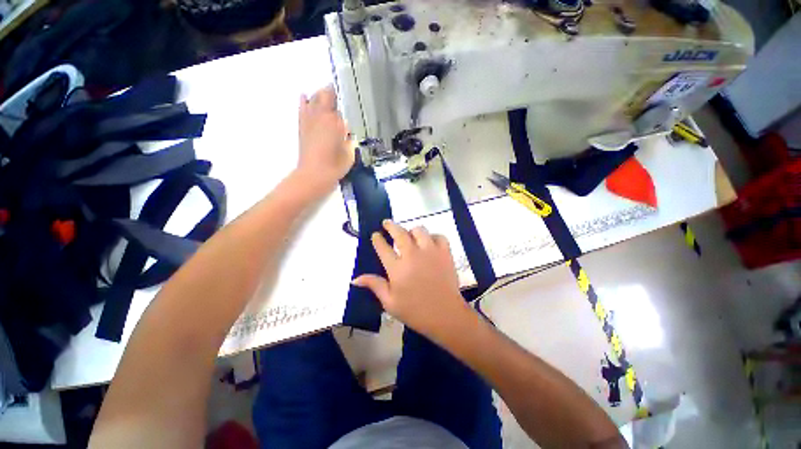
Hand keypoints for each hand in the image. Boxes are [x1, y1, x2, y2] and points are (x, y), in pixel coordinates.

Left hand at [295, 85, 353, 195]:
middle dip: (331, 93)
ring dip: (320, 95)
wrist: (314, 174)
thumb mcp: (349, 153)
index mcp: (336, 123)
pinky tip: (305, 95)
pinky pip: (302, 109)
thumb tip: (346, 131)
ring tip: (325, 94)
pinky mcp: (302, 126)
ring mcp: (310, 120)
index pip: (341, 107)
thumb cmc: (335, 166)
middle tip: (337, 94)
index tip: (348, 99)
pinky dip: (304, 101)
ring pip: (314, 100)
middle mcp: (322, 117)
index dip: (344, 102)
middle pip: (326, 97)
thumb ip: (349, 139)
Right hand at [353, 220, 471, 336]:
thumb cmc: (415, 311)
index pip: (383, 247)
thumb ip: (375, 285)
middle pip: (399, 233)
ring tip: (409, 235)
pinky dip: (433, 236)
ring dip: (412, 231)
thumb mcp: (390, 302)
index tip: (375, 234)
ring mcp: (430, 252)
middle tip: (386, 223)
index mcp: (397, 268)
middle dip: (391, 226)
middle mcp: (412, 255)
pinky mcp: (445, 253)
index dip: (377, 239)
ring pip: (419, 230)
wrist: (446, 316)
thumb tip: (355, 278)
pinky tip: (429, 242)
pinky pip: (439, 236)